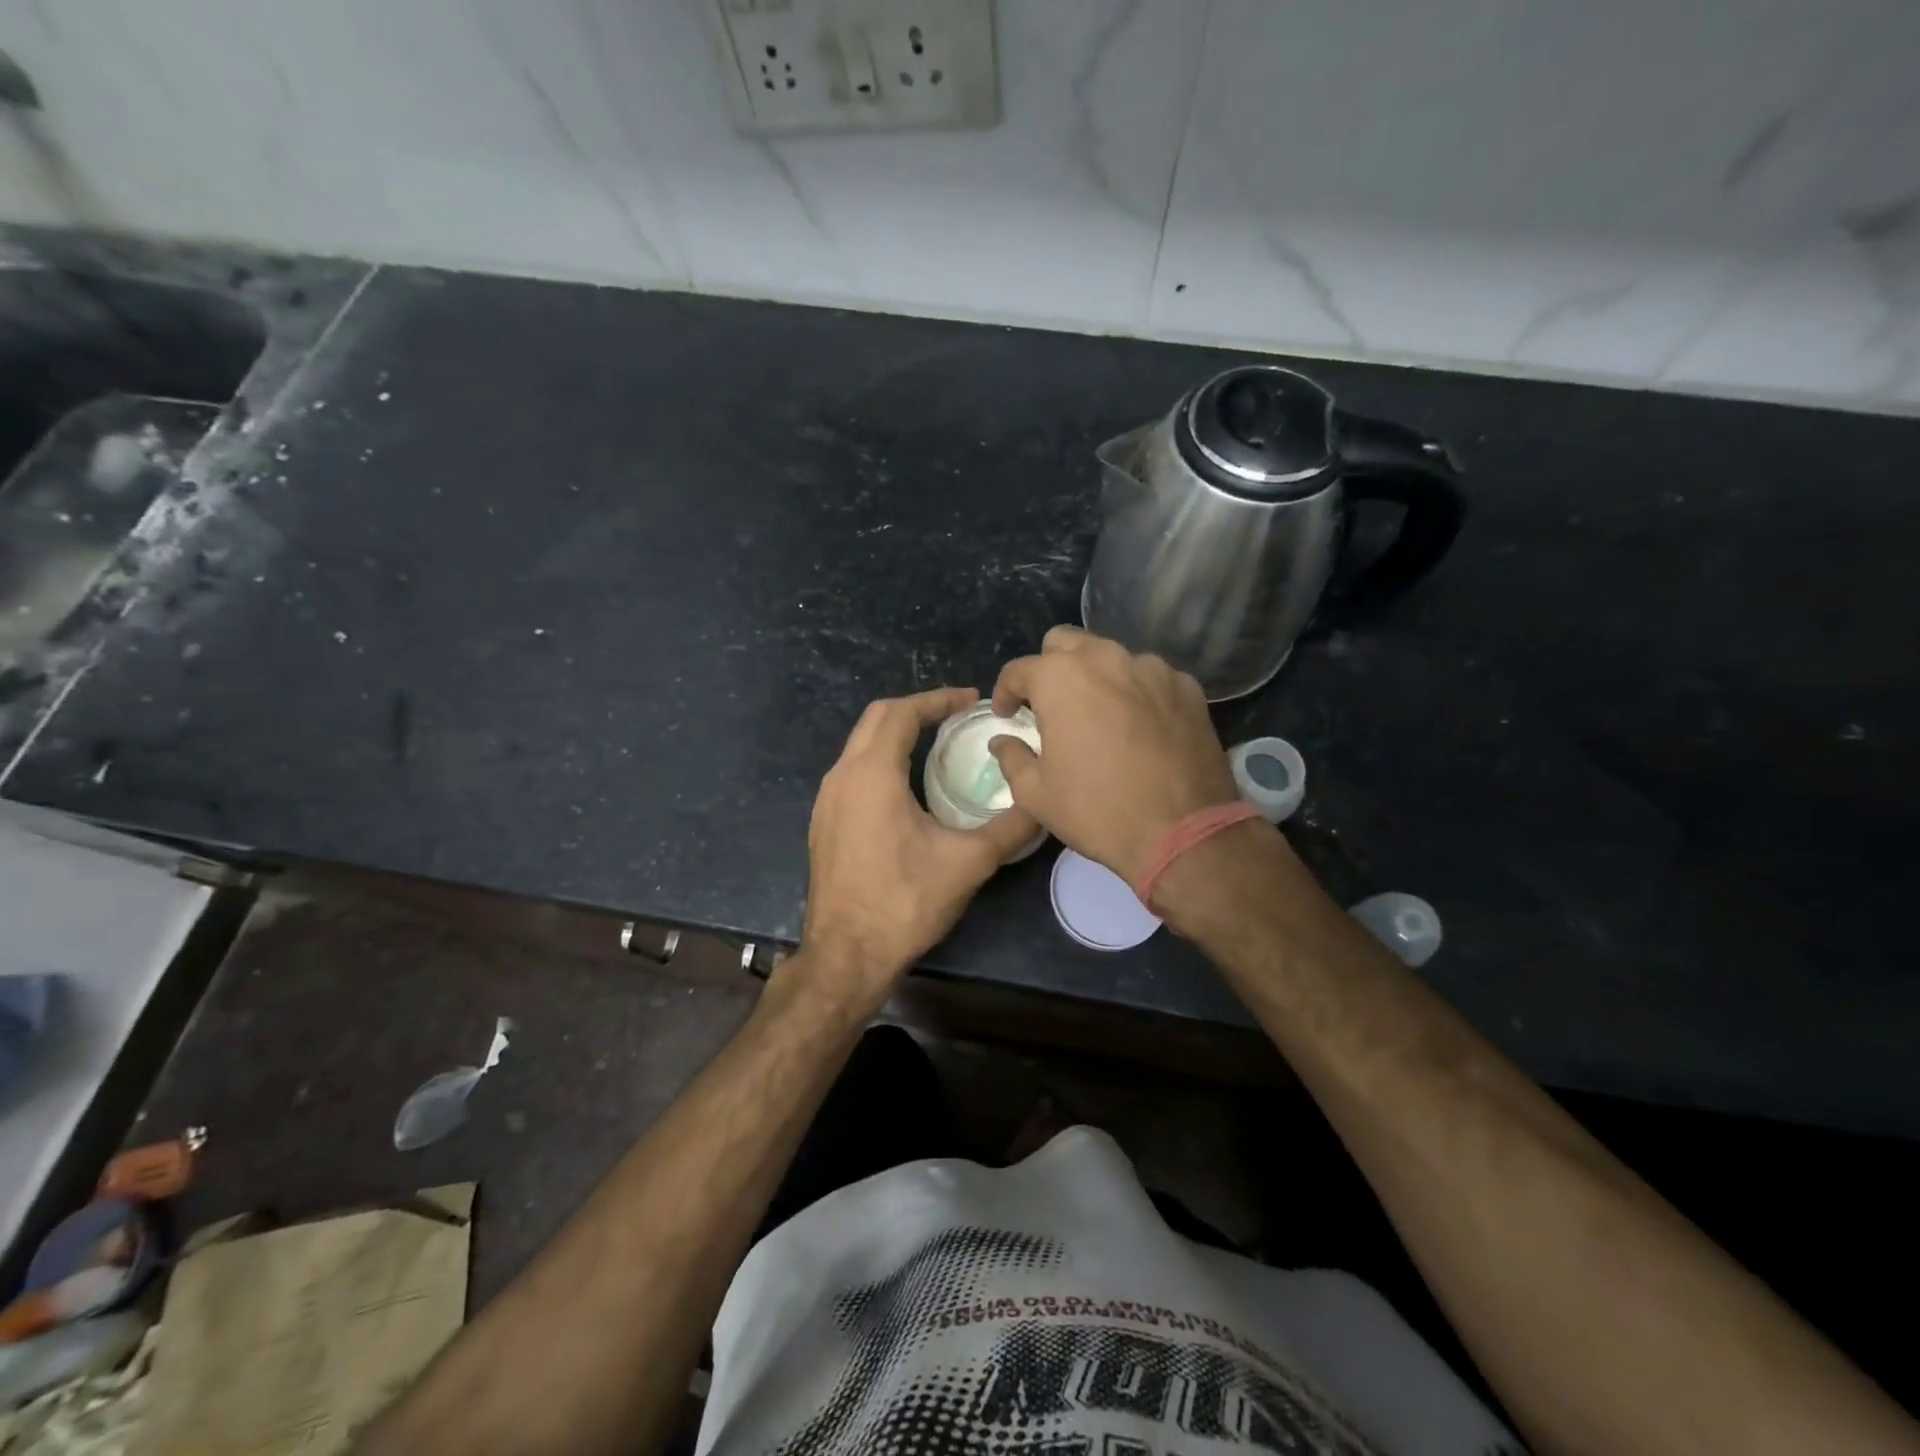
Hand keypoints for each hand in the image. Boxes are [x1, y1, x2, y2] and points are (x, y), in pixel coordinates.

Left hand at [801, 687, 1038, 1004]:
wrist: (845, 955)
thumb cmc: (905, 903)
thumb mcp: (968, 863)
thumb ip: (1010, 828)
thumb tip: (1042, 803)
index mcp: (872, 774)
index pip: (903, 712)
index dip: (938, 699)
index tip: (971, 700)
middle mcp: (841, 777)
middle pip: (876, 718)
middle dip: (916, 708)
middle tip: (956, 715)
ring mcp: (826, 800)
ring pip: (859, 745)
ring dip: (896, 733)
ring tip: (936, 742)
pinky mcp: (823, 822)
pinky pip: (852, 771)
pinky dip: (880, 760)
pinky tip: (907, 784)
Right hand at [990, 627, 1238, 885]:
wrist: (1183, 832)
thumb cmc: (1097, 810)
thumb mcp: (1036, 793)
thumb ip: (1012, 757)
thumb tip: (1003, 741)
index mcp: (1060, 678)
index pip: (1019, 669)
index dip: (1005, 692)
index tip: (1007, 716)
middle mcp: (1106, 659)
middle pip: (1066, 643)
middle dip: (1049, 668)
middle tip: (1049, 705)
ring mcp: (1152, 669)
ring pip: (1111, 655)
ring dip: (1095, 676)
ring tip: (1097, 714)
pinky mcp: (1187, 687)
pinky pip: (1150, 677)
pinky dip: (1135, 691)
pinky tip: (1137, 726)